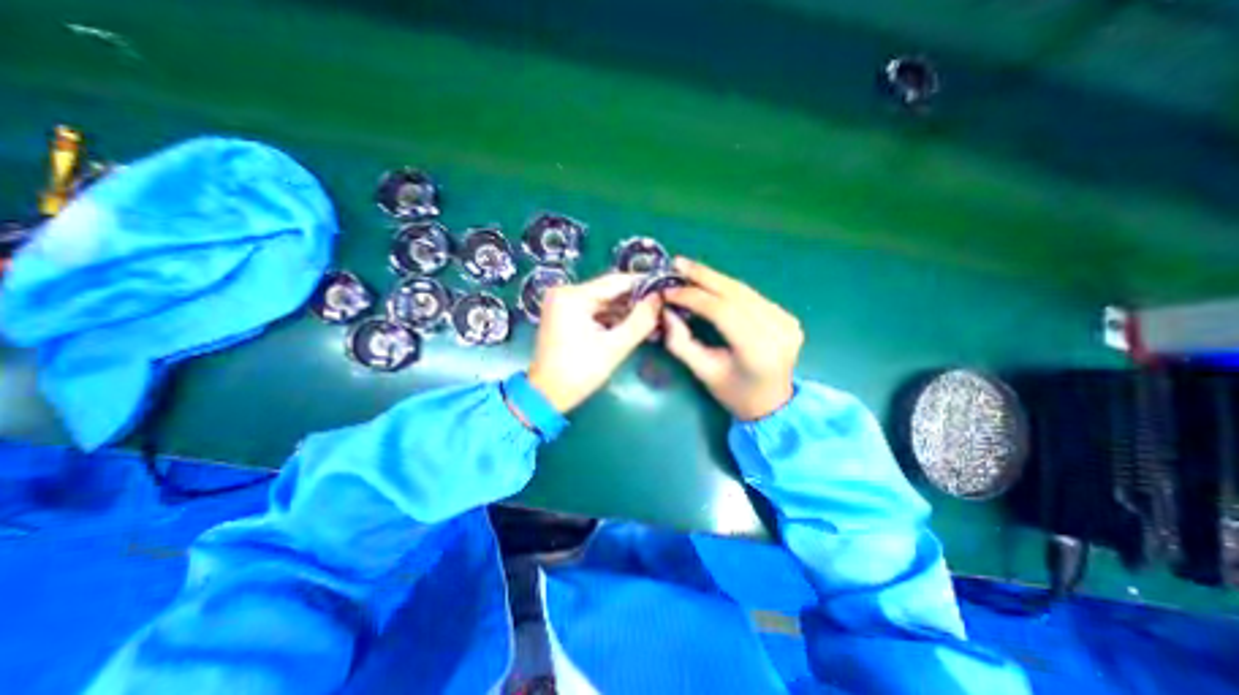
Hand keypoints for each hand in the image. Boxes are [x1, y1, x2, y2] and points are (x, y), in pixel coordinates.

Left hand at [524, 272, 663, 412]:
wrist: (546, 395)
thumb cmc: (579, 372)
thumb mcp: (614, 347)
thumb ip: (640, 321)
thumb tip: (659, 298)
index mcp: (573, 296)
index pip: (616, 281)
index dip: (643, 285)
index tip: (665, 289)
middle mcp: (566, 293)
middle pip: (609, 291)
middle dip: (635, 301)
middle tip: (661, 308)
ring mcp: (563, 304)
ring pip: (603, 301)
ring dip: (625, 310)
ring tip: (652, 318)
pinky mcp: (565, 315)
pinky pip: (595, 310)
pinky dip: (612, 318)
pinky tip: (632, 325)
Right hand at [663, 258, 798, 421]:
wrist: (773, 404)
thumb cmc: (734, 393)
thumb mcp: (703, 373)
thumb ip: (681, 342)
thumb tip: (666, 310)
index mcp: (758, 351)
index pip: (723, 311)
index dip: (693, 297)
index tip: (668, 290)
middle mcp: (778, 331)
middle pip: (736, 294)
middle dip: (704, 276)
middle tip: (677, 263)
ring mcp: (787, 322)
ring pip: (744, 291)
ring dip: (714, 278)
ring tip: (689, 269)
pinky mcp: (788, 317)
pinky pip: (752, 296)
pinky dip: (728, 288)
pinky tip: (711, 283)